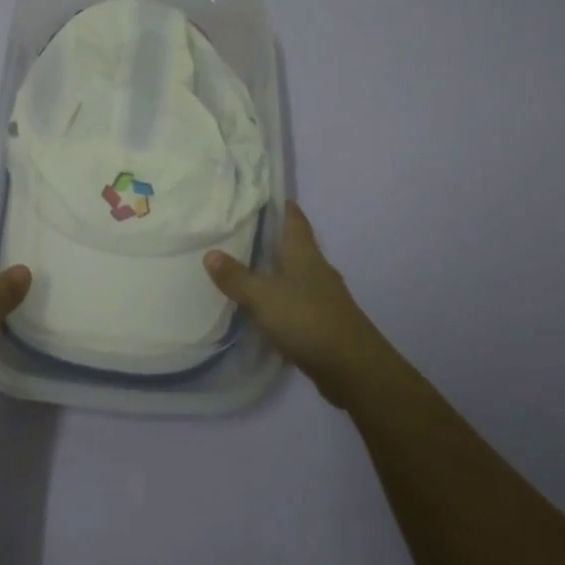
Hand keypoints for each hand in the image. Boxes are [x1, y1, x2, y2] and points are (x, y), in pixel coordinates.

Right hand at [204, 202, 392, 407]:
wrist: (353, 369)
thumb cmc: (307, 321)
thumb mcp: (262, 297)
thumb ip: (236, 277)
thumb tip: (210, 253)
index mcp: (305, 255)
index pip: (295, 220)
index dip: (283, 206)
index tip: (265, 195)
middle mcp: (318, 270)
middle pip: (296, 246)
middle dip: (275, 237)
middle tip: (245, 230)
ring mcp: (324, 297)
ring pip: (298, 274)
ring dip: (278, 269)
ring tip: (250, 266)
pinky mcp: (325, 323)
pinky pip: (299, 300)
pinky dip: (283, 297)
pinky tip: (267, 306)